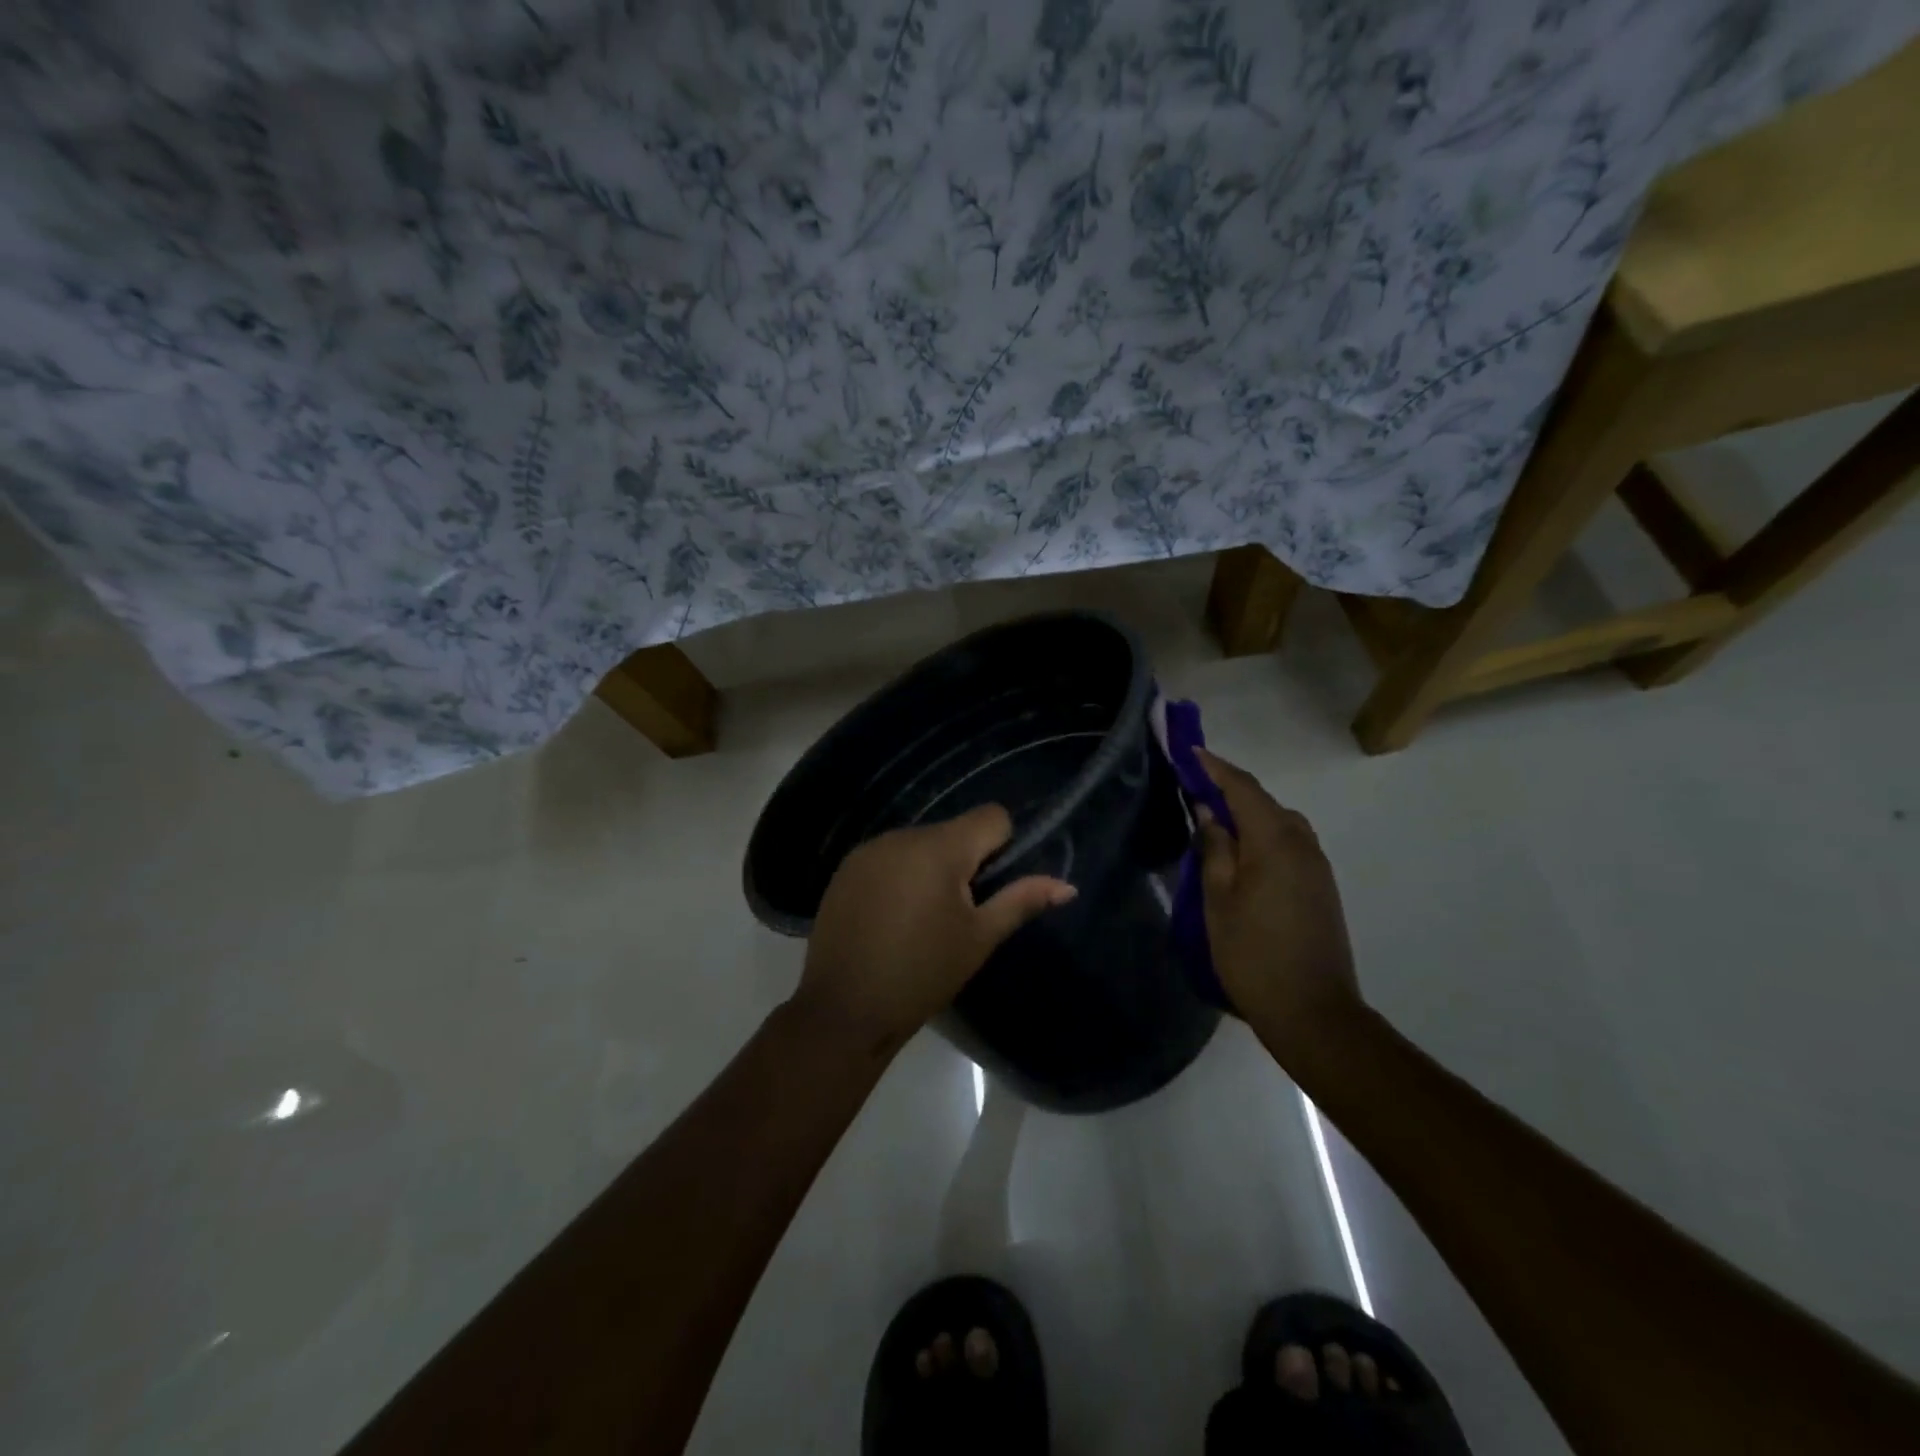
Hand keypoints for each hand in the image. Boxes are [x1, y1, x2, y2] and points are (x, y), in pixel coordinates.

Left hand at [796, 804, 1076, 1056]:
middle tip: (958, 914)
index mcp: (939, 848)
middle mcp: (902, 835)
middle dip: (965, 862)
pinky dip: (901, 876)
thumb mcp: (979, 938)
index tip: (991, 888)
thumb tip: (1067, 885)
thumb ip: (1022, 901)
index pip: (991, 816)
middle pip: (954, 831)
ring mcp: (868, 850)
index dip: (1003, 846)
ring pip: (920, 844)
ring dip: (932, 868)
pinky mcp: (846, 868)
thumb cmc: (923, 974)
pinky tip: (891, 918)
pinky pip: (889, 857)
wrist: (844, 1010)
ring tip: (922, 920)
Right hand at [1194, 750, 1363, 1062]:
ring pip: (1280, 823)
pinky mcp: (1322, 887)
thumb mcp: (1218, 900)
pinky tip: (1243, 854)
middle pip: (1265, 802)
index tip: (1190, 750)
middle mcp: (1303, 844)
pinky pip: (1289, 844)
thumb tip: (1210, 812)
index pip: (1243, 789)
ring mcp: (1317, 866)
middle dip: (1230, 789)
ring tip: (1216, 822)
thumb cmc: (1253, 954)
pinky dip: (1264, 835)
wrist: (1313, 1012)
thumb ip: (1215, 848)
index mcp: (1275, 842)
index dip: (1215, 767)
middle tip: (1195, 789)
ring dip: (1249, 813)